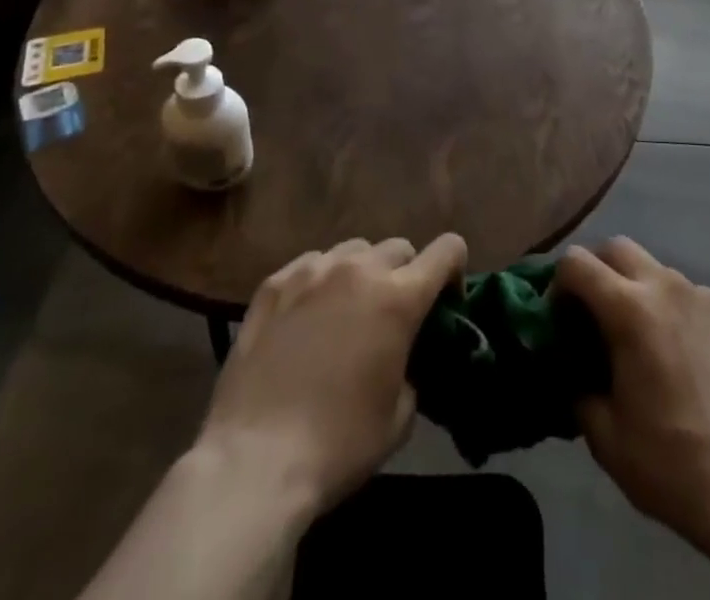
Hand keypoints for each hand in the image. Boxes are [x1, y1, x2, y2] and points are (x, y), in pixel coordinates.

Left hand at [194, 234, 467, 518]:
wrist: (255, 461)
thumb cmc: (338, 444)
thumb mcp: (399, 416)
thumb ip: (413, 369)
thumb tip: (404, 357)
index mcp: (399, 297)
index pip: (447, 250)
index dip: (454, 269)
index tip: (445, 301)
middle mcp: (359, 270)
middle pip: (399, 247)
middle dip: (405, 274)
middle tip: (392, 315)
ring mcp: (313, 271)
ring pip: (354, 250)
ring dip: (362, 273)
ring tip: (347, 311)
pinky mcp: (274, 284)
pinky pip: (311, 264)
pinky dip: (320, 281)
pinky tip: (307, 316)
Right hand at [557, 237, 709, 562]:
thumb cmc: (669, 462)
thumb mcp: (604, 434)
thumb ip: (577, 386)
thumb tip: (572, 368)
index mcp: (630, 308)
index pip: (577, 262)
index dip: (557, 285)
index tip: (559, 320)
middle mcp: (666, 286)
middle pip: (617, 247)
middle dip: (596, 271)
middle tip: (591, 316)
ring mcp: (703, 298)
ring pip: (655, 269)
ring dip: (635, 288)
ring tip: (638, 339)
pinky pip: (687, 296)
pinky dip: (670, 310)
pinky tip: (677, 357)